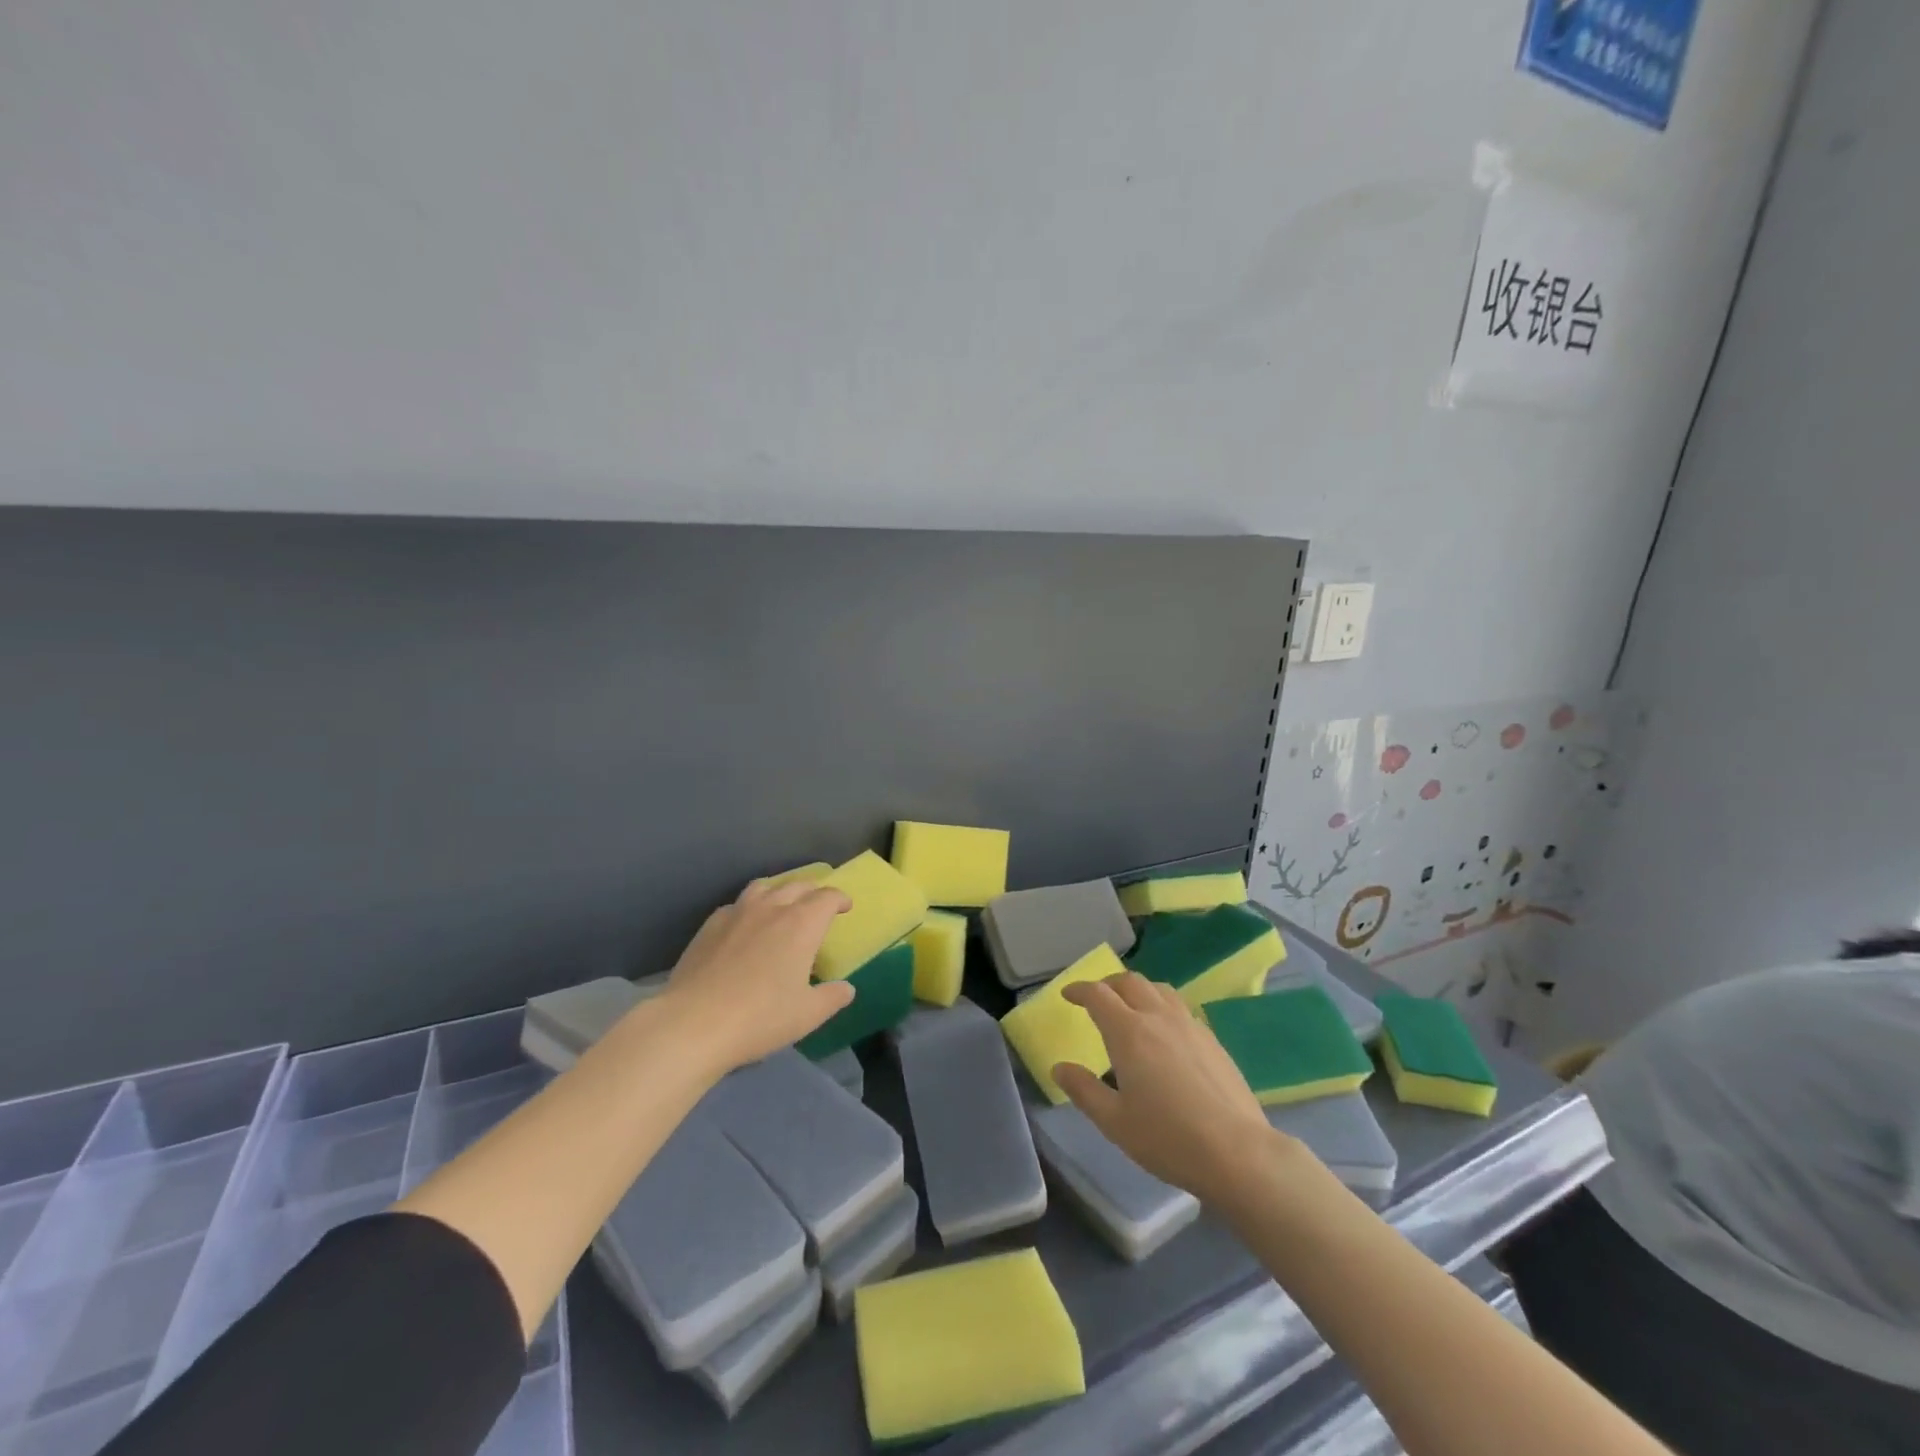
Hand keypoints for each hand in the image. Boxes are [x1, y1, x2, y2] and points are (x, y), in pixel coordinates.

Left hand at [656, 877, 853, 1075]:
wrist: (693, 1023)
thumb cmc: (760, 1017)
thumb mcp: (807, 1015)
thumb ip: (832, 998)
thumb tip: (847, 989)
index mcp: (802, 924)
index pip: (827, 897)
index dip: (839, 899)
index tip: (845, 907)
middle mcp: (771, 908)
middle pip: (797, 885)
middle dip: (812, 892)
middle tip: (817, 906)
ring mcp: (737, 913)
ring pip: (763, 887)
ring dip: (779, 891)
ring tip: (781, 906)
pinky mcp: (709, 926)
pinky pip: (736, 906)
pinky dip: (749, 909)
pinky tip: (744, 927)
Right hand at [1052, 973, 1284, 1206]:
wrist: (1237, 1152)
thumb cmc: (1168, 1138)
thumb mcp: (1114, 1122)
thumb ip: (1083, 1090)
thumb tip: (1059, 1068)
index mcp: (1128, 1032)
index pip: (1098, 994)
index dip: (1079, 990)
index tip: (1068, 995)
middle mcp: (1158, 1017)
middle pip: (1130, 981)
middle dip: (1108, 984)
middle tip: (1097, 998)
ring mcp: (1189, 1025)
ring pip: (1159, 989)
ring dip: (1138, 990)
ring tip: (1131, 1008)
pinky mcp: (1212, 1039)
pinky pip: (1181, 1008)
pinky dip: (1163, 1007)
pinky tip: (1165, 1034)